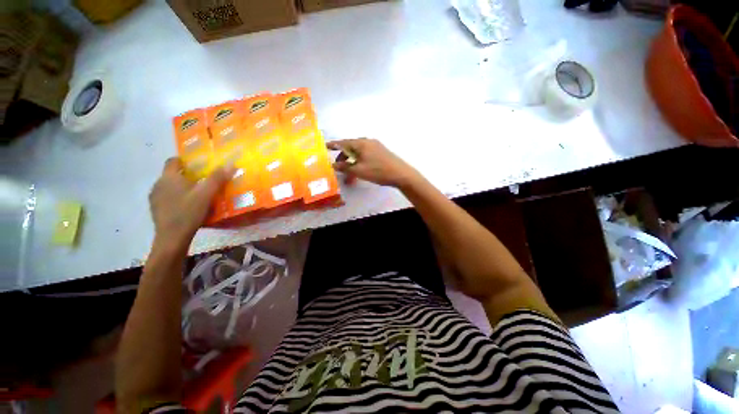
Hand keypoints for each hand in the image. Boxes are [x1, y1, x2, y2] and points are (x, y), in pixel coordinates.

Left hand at [149, 158, 231, 249]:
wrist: (172, 238)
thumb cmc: (188, 212)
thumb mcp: (206, 195)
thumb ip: (217, 179)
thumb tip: (230, 164)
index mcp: (169, 177)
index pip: (173, 161)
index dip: (185, 161)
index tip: (198, 165)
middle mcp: (158, 184)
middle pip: (172, 174)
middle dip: (187, 175)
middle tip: (203, 181)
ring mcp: (155, 197)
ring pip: (169, 186)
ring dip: (181, 187)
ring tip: (197, 195)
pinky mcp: (155, 209)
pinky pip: (167, 197)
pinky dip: (177, 198)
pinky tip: (187, 206)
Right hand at [328, 138, 420, 187]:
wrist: (401, 174)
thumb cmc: (378, 171)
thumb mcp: (359, 171)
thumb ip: (345, 167)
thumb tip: (334, 165)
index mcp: (361, 143)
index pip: (343, 142)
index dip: (333, 145)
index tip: (324, 147)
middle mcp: (367, 141)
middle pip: (351, 147)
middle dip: (343, 157)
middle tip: (338, 166)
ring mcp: (375, 146)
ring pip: (358, 152)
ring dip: (352, 161)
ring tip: (349, 173)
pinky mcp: (381, 152)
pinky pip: (366, 155)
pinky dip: (360, 161)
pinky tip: (360, 169)